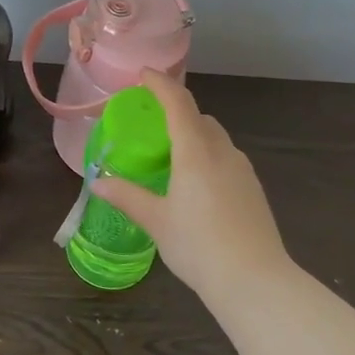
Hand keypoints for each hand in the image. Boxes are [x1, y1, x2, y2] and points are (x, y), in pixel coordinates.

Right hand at [93, 69, 293, 301]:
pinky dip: (207, 156)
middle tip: (151, 124)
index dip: (160, 84)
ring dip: (194, 135)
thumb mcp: (156, 221)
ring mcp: (243, 170)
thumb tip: (99, 182)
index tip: (143, 75)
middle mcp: (222, 152)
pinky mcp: (253, 188)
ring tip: (171, 158)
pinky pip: (226, 158)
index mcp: (196, 152)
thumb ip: (127, 197)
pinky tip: (196, 185)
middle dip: (176, 111)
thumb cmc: (198, 246)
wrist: (255, 280)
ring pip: (215, 139)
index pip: (178, 103)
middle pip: (199, 118)